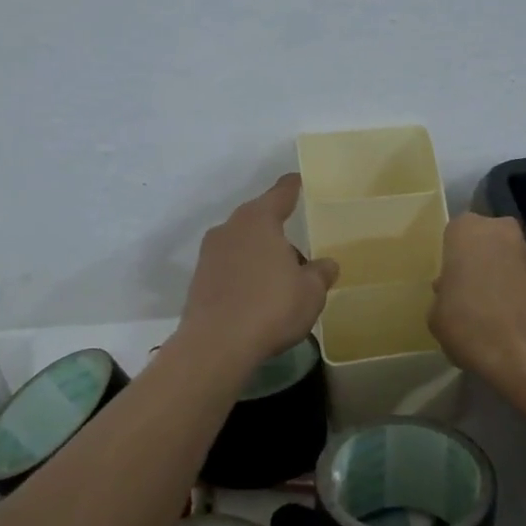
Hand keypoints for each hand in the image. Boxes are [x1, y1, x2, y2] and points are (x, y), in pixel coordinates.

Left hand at [177, 175, 339, 368]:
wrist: (215, 345)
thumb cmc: (271, 307)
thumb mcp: (310, 292)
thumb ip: (320, 273)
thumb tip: (326, 264)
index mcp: (259, 220)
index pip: (280, 194)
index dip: (292, 187)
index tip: (298, 180)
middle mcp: (230, 228)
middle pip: (258, 220)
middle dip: (276, 230)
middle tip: (297, 246)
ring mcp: (209, 254)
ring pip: (242, 244)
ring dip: (259, 255)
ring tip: (280, 277)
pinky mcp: (198, 280)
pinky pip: (229, 268)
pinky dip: (244, 274)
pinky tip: (257, 296)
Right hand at [430, 214, 525, 383]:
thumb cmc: (469, 324)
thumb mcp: (435, 315)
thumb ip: (443, 296)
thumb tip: (452, 295)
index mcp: (467, 230)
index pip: (454, 233)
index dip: (451, 258)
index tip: (447, 281)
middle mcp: (501, 231)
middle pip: (484, 243)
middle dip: (477, 263)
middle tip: (465, 293)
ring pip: (506, 260)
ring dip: (498, 278)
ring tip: (486, 312)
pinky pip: (522, 282)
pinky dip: (515, 295)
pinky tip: (505, 322)